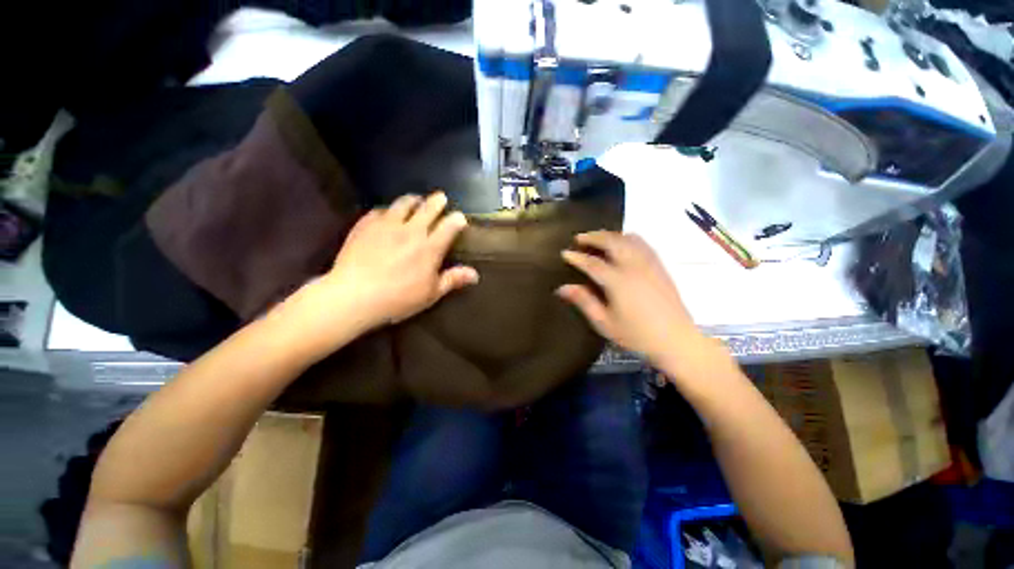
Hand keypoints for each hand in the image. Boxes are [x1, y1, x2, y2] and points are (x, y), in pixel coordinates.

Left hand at [304, 192, 477, 332]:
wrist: (354, 295)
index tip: (460, 217)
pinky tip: (388, 214)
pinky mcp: (366, 225)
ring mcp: (387, 225)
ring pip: (404, 203)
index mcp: (430, 248)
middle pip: (428, 208)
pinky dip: (388, 210)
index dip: (457, 220)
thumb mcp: (431, 293)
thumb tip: (475, 274)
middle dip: (437, 201)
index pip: (449, 227)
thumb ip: (453, 280)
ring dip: (413, 200)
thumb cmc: (398, 298)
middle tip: (441, 197)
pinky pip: (380, 210)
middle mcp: (411, 231)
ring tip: (416, 200)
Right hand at [557, 231, 700, 362]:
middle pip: (612, 242)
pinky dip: (627, 238)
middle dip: (593, 237)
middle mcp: (634, 267)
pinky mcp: (660, 266)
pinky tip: (622, 243)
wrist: (677, 341)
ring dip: (610, 235)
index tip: (564, 253)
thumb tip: (562, 288)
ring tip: (598, 238)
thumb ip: (584, 301)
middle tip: (579, 238)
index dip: (577, 257)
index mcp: (618, 282)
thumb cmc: (637, 335)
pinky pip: (642, 243)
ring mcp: (649, 264)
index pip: (592, 263)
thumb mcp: (605, 323)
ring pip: (628, 238)